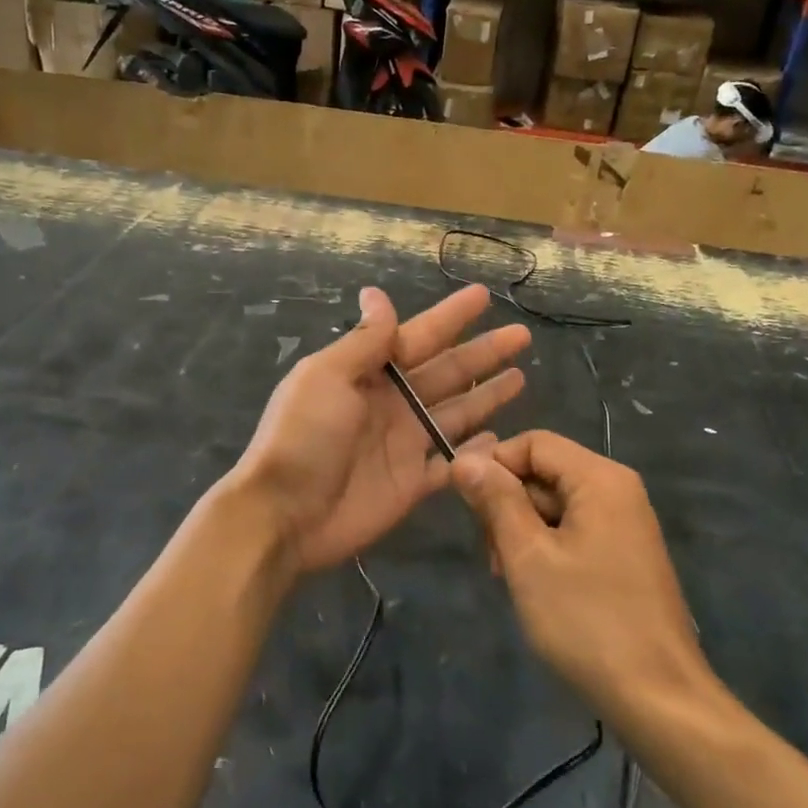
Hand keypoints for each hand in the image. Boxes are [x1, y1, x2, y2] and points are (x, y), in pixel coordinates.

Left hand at [228, 285, 529, 576]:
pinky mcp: (412, 482)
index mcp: (368, 373)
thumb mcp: (327, 376)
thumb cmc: (304, 436)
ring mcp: (404, 443)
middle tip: (522, 335)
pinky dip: (474, 452)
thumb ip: (364, 340)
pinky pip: (452, 462)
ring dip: (487, 395)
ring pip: (456, 412)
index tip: (483, 295)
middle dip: (483, 353)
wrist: (285, 513)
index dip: (451, 317)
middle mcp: (390, 403)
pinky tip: (500, 439)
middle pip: (447, 371)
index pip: (419, 336)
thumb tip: (376, 293)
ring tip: (521, 377)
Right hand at [451, 432, 709, 722]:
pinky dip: (547, 548)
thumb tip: (464, 458)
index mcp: (600, 478)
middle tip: (492, 555)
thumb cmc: (587, 620)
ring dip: (523, 531)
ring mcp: (626, 523)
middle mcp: (618, 490)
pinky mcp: (625, 554)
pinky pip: (575, 530)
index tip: (467, 506)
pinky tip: (536, 586)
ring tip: (510, 577)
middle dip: (508, 504)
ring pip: (556, 504)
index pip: (534, 442)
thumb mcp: (528, 556)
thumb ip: (496, 501)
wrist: (659, 699)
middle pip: (545, 472)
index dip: (494, 465)